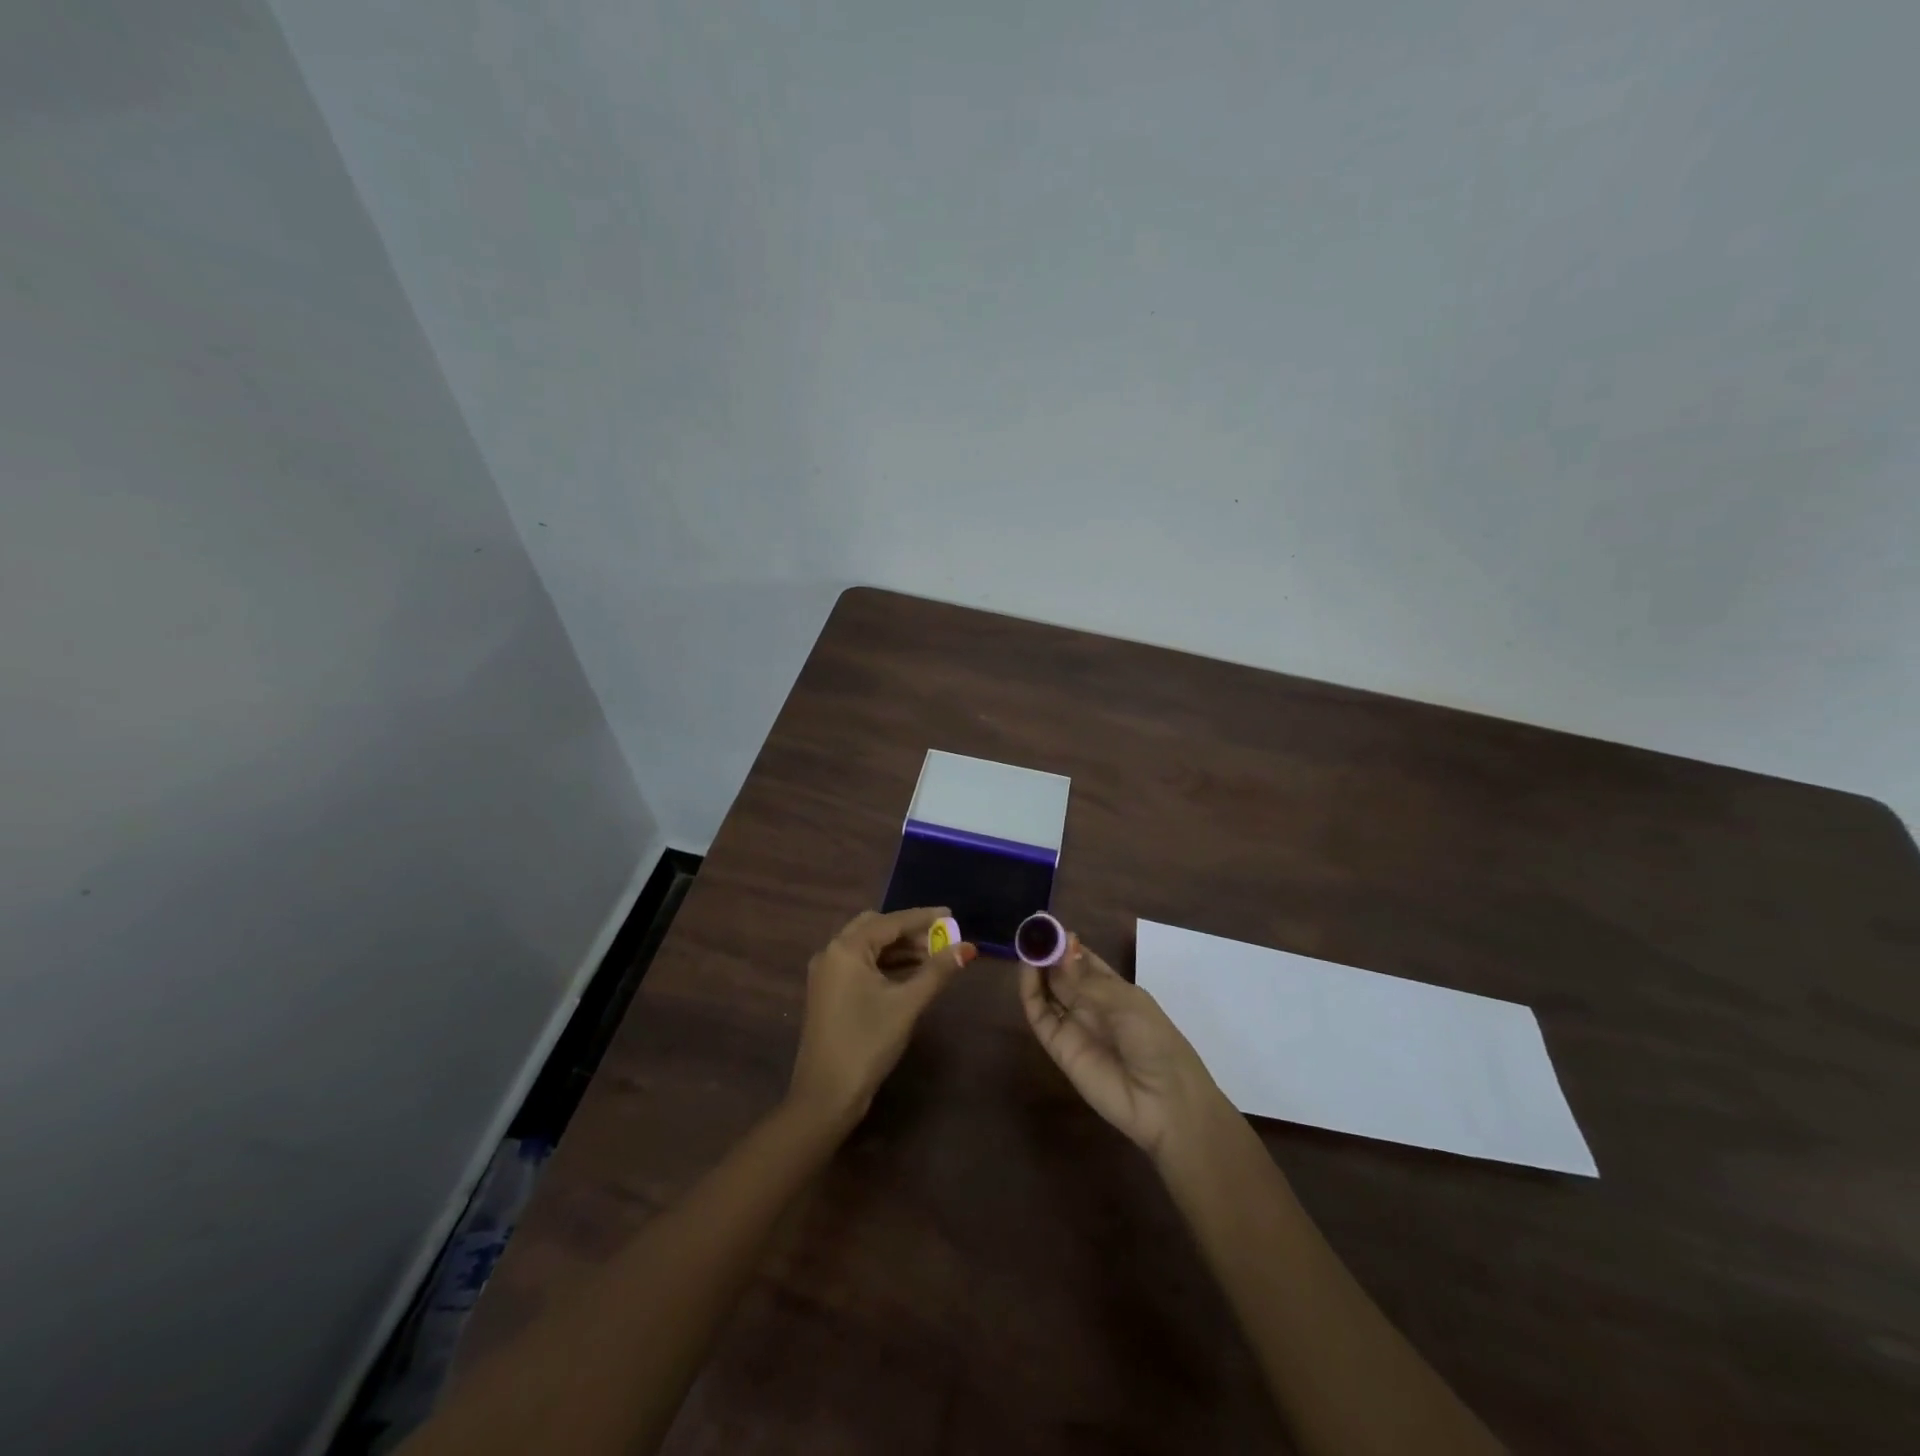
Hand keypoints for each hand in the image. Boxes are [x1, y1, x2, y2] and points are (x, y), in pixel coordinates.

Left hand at [788, 907, 975, 1128]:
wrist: (826, 1095)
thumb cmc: (867, 1042)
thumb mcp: (907, 1004)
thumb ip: (937, 971)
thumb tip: (968, 948)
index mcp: (846, 949)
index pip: (891, 921)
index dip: (923, 918)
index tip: (951, 915)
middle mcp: (832, 952)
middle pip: (875, 928)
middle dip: (910, 931)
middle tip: (940, 938)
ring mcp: (827, 973)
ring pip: (868, 947)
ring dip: (898, 948)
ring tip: (933, 957)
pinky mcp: (828, 992)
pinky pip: (860, 964)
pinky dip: (885, 963)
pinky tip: (910, 974)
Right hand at [1020, 933, 1228, 1159]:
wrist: (1164, 1103)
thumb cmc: (1155, 1042)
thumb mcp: (1126, 1002)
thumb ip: (1087, 978)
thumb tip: (1061, 946)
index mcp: (1115, 991)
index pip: (1084, 961)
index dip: (1067, 944)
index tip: (1048, 924)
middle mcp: (1091, 1005)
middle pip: (1062, 973)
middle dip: (1048, 951)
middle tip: (1031, 928)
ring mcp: (1074, 1025)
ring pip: (1048, 991)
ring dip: (1036, 968)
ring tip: (1026, 943)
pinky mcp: (1059, 1047)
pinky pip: (1040, 1016)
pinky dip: (1030, 992)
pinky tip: (1027, 970)